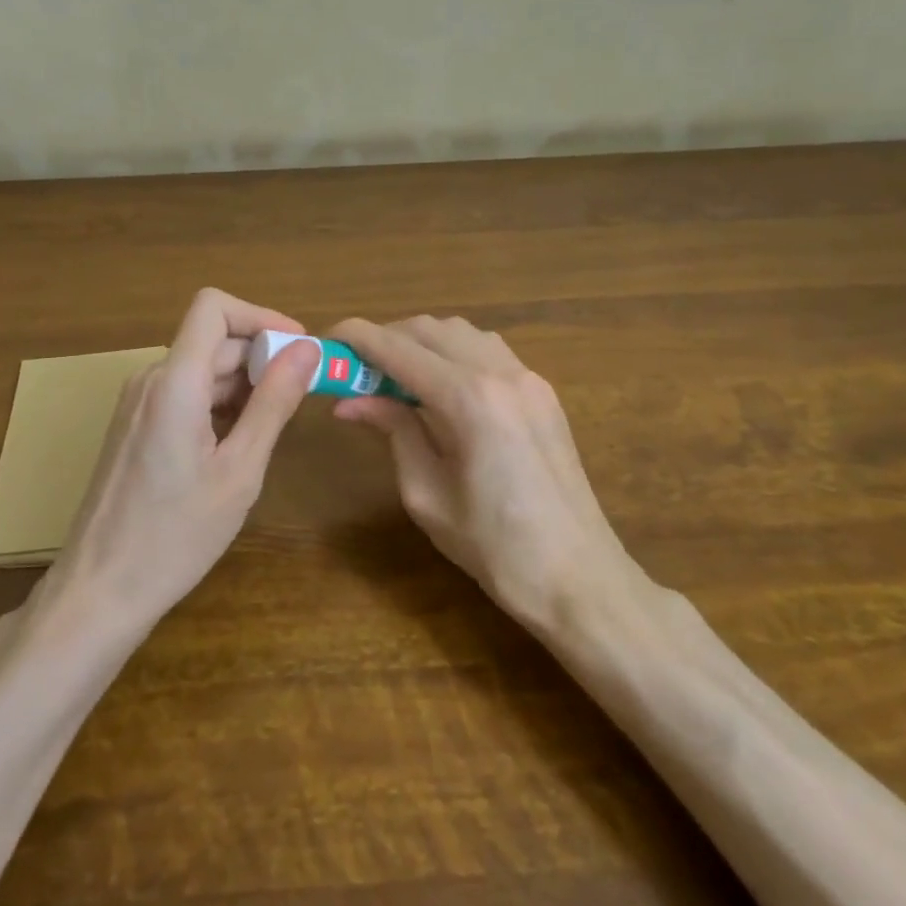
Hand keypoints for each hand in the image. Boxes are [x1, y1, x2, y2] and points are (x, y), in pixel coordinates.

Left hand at [44, 289, 320, 625]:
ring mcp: (137, 404)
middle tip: (301, 399)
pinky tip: (237, 445)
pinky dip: (218, 405)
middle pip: (213, 342)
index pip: (214, 307)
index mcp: (175, 383)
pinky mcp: (133, 427)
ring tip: (272, 429)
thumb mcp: (239, 471)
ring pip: (200, 370)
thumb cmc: (175, 536)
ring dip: (242, 385)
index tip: (298, 348)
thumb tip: (307, 349)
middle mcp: (150, 380)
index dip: (260, 316)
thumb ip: (273, 403)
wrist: (98, 591)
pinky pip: (183, 395)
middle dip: (261, 359)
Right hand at [328, 316, 628, 621]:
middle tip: (356, 370)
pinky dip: (454, 354)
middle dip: (387, 338)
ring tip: (395, 379)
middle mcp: (501, 373)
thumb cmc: (494, 548)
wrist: (579, 577)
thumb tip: (351, 401)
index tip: (326, 339)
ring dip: (422, 343)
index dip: (357, 338)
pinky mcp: (542, 392)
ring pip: (462, 333)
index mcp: (469, 400)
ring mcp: (529, 378)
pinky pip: (488, 351)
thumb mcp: (426, 493)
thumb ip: (393, 432)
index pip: (398, 349)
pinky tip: (440, 390)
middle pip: (430, 329)